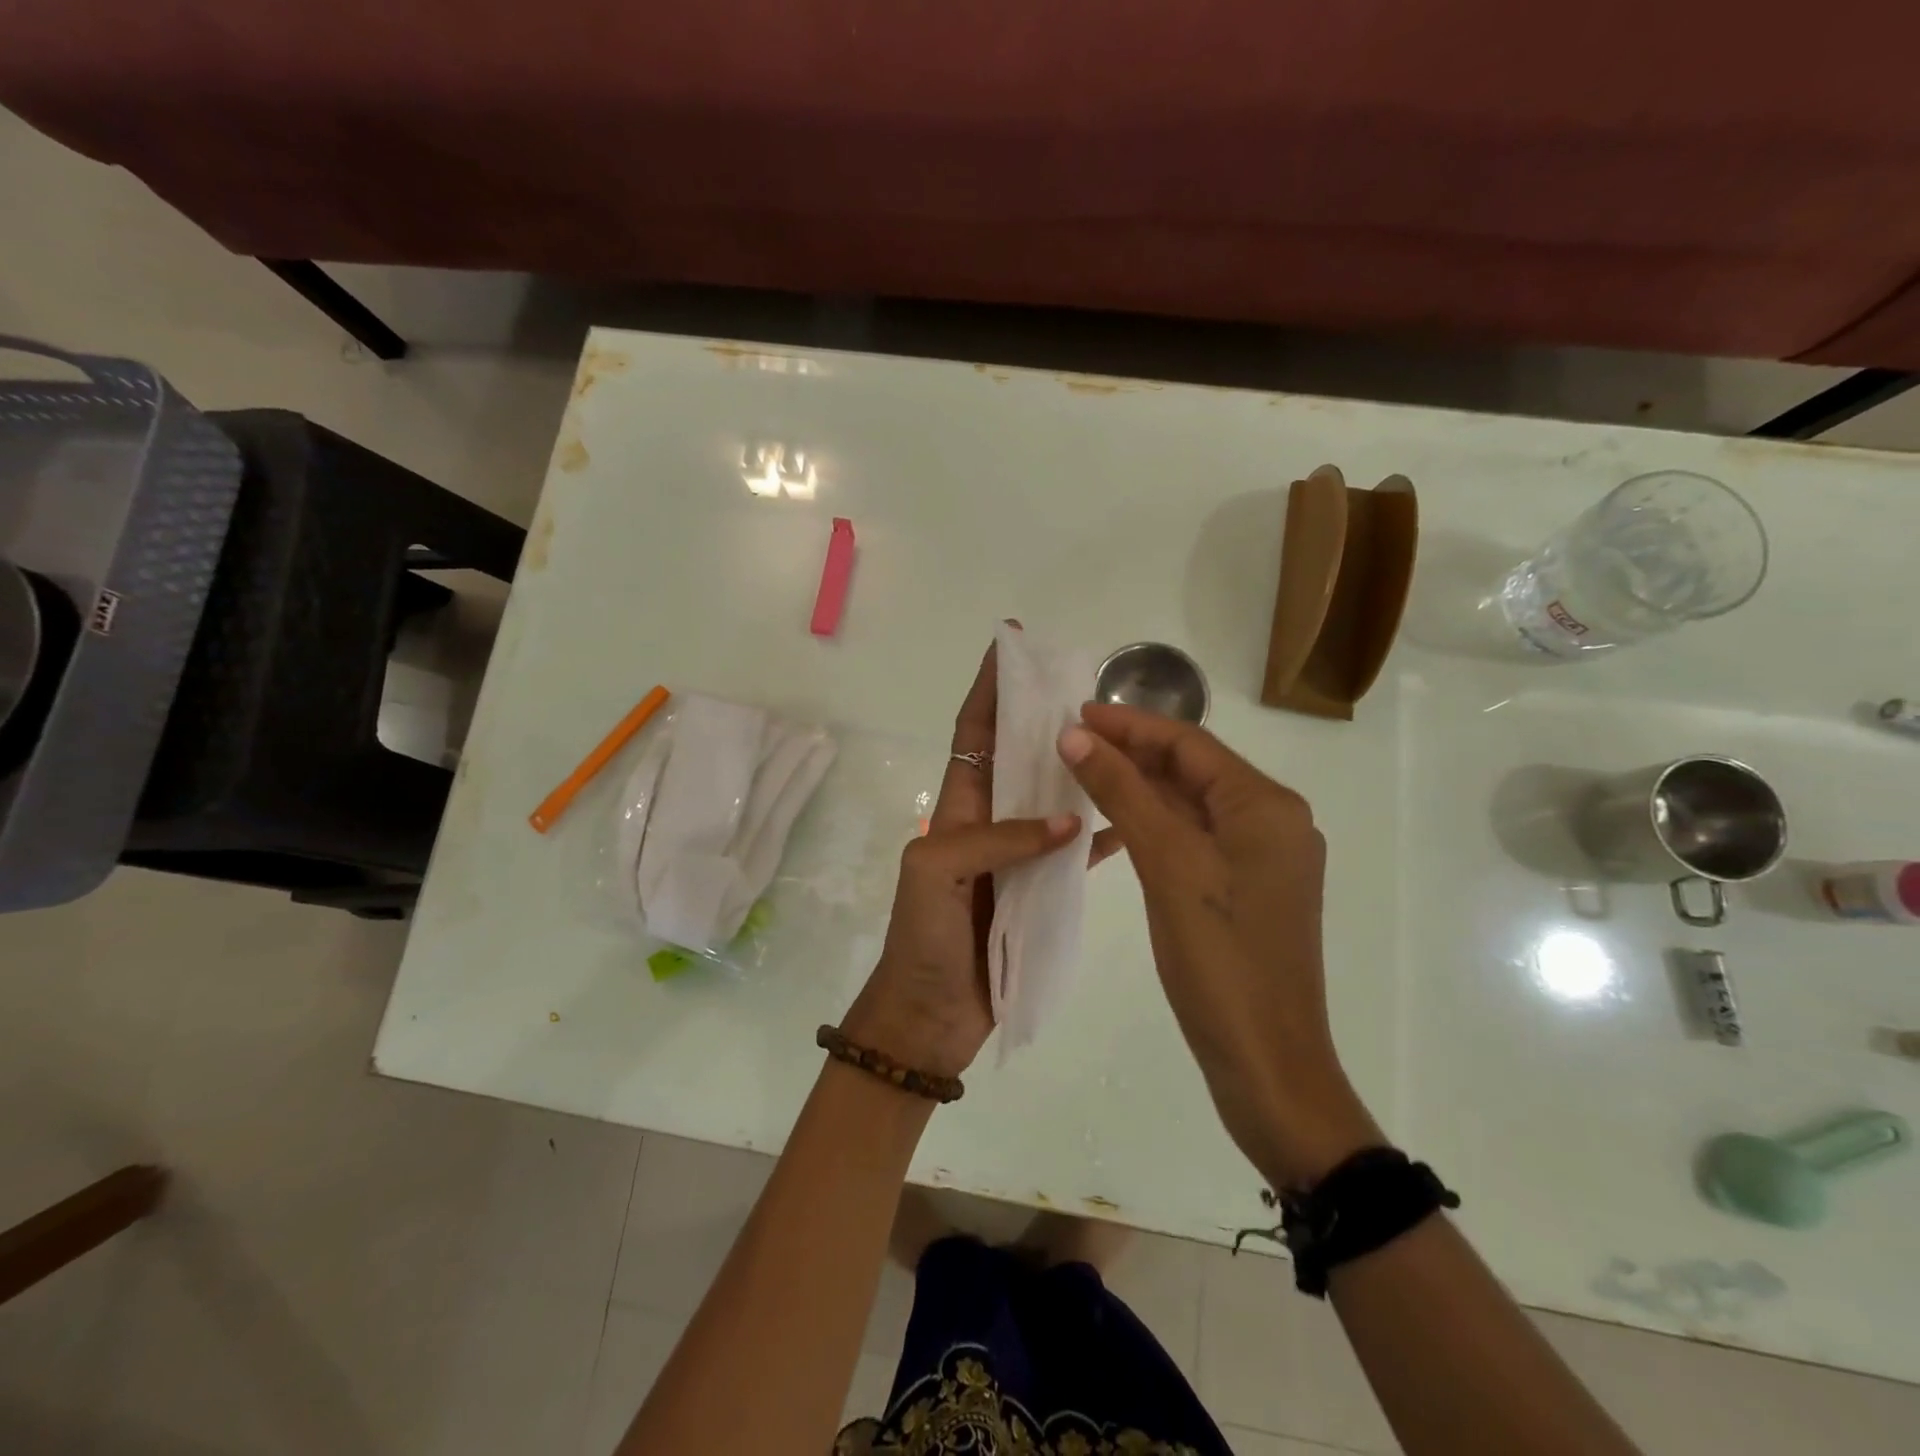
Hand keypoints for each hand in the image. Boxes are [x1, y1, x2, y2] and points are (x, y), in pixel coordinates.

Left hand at [842, 637, 1113, 1079]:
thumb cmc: (922, 940)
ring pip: (1052, 799)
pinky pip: (1074, 852)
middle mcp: (988, 823)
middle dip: (1042, 716)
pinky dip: (1100, 834)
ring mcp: (1016, 856)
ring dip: (1077, 769)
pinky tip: (1135, 817)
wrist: (930, 1016)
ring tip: (1119, 738)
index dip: (989, 688)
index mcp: (957, 809)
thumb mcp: (936, 873)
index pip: (975, 734)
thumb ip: (996, 839)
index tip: (1011, 644)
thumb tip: (1068, 820)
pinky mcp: (1038, 891)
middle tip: (1085, 685)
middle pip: (1019, 758)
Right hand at [1057, 703, 1382, 1188]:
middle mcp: (1272, 821)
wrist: (1266, 1062)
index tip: (1075, 713)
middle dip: (1133, 751)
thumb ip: (1123, 793)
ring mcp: (1262, 858)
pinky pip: (1195, 838)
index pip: (1190, 743)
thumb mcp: (1167, 864)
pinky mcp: (1246, 889)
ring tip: (1084, 772)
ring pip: (1191, 804)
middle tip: (1071, 740)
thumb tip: (1076, 735)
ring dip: (1141, 787)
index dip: (1130, 724)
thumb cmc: (1220, 958)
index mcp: (1266, 805)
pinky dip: (1155, 824)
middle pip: (1193, 770)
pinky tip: (1115, 825)